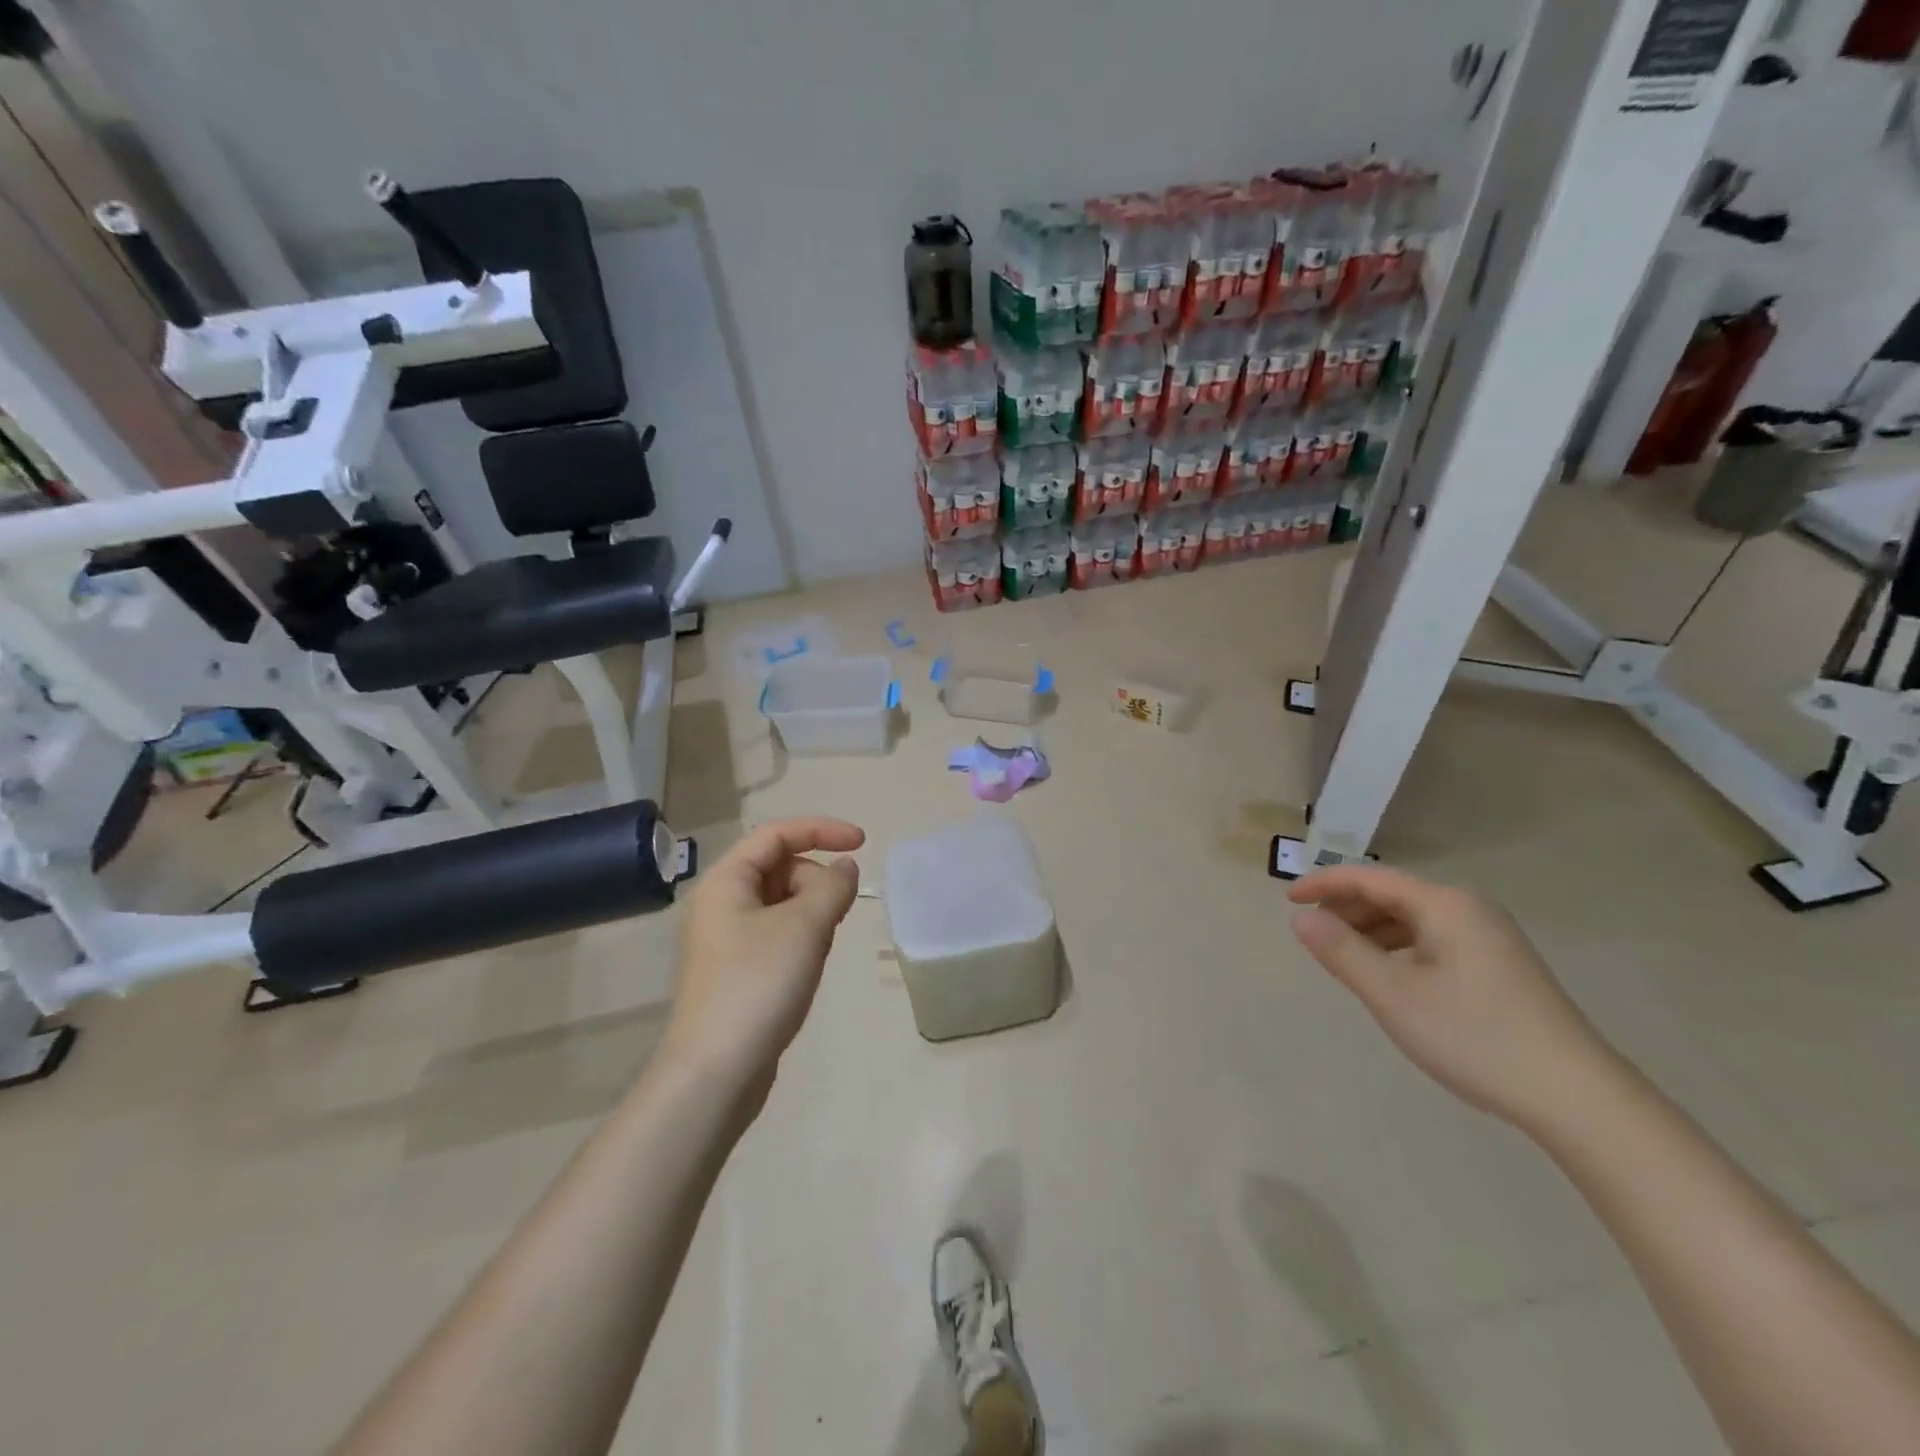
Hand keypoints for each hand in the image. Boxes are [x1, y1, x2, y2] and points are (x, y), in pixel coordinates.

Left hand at [663, 817, 864, 1094]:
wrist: (715, 1073)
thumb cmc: (758, 985)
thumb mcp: (804, 927)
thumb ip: (832, 886)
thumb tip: (846, 867)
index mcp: (726, 882)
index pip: (776, 834)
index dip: (822, 830)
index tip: (863, 843)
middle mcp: (720, 903)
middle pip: (778, 867)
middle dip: (816, 879)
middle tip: (838, 912)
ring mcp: (725, 939)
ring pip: (780, 902)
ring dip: (811, 909)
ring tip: (822, 944)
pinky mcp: (736, 970)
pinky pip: (775, 932)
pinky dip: (800, 935)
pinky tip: (810, 964)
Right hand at [1287, 865, 1615, 1128]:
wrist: (1578, 1098)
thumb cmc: (1475, 1037)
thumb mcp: (1393, 995)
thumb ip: (1341, 951)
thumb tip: (1301, 918)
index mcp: (1444, 905)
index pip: (1369, 878)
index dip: (1323, 884)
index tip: (1287, 901)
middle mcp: (1469, 909)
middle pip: (1392, 895)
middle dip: (1346, 909)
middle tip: (1312, 935)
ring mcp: (1490, 937)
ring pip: (1413, 919)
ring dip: (1371, 931)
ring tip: (1343, 958)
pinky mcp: (1500, 965)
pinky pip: (1433, 940)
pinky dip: (1399, 949)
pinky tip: (1389, 977)